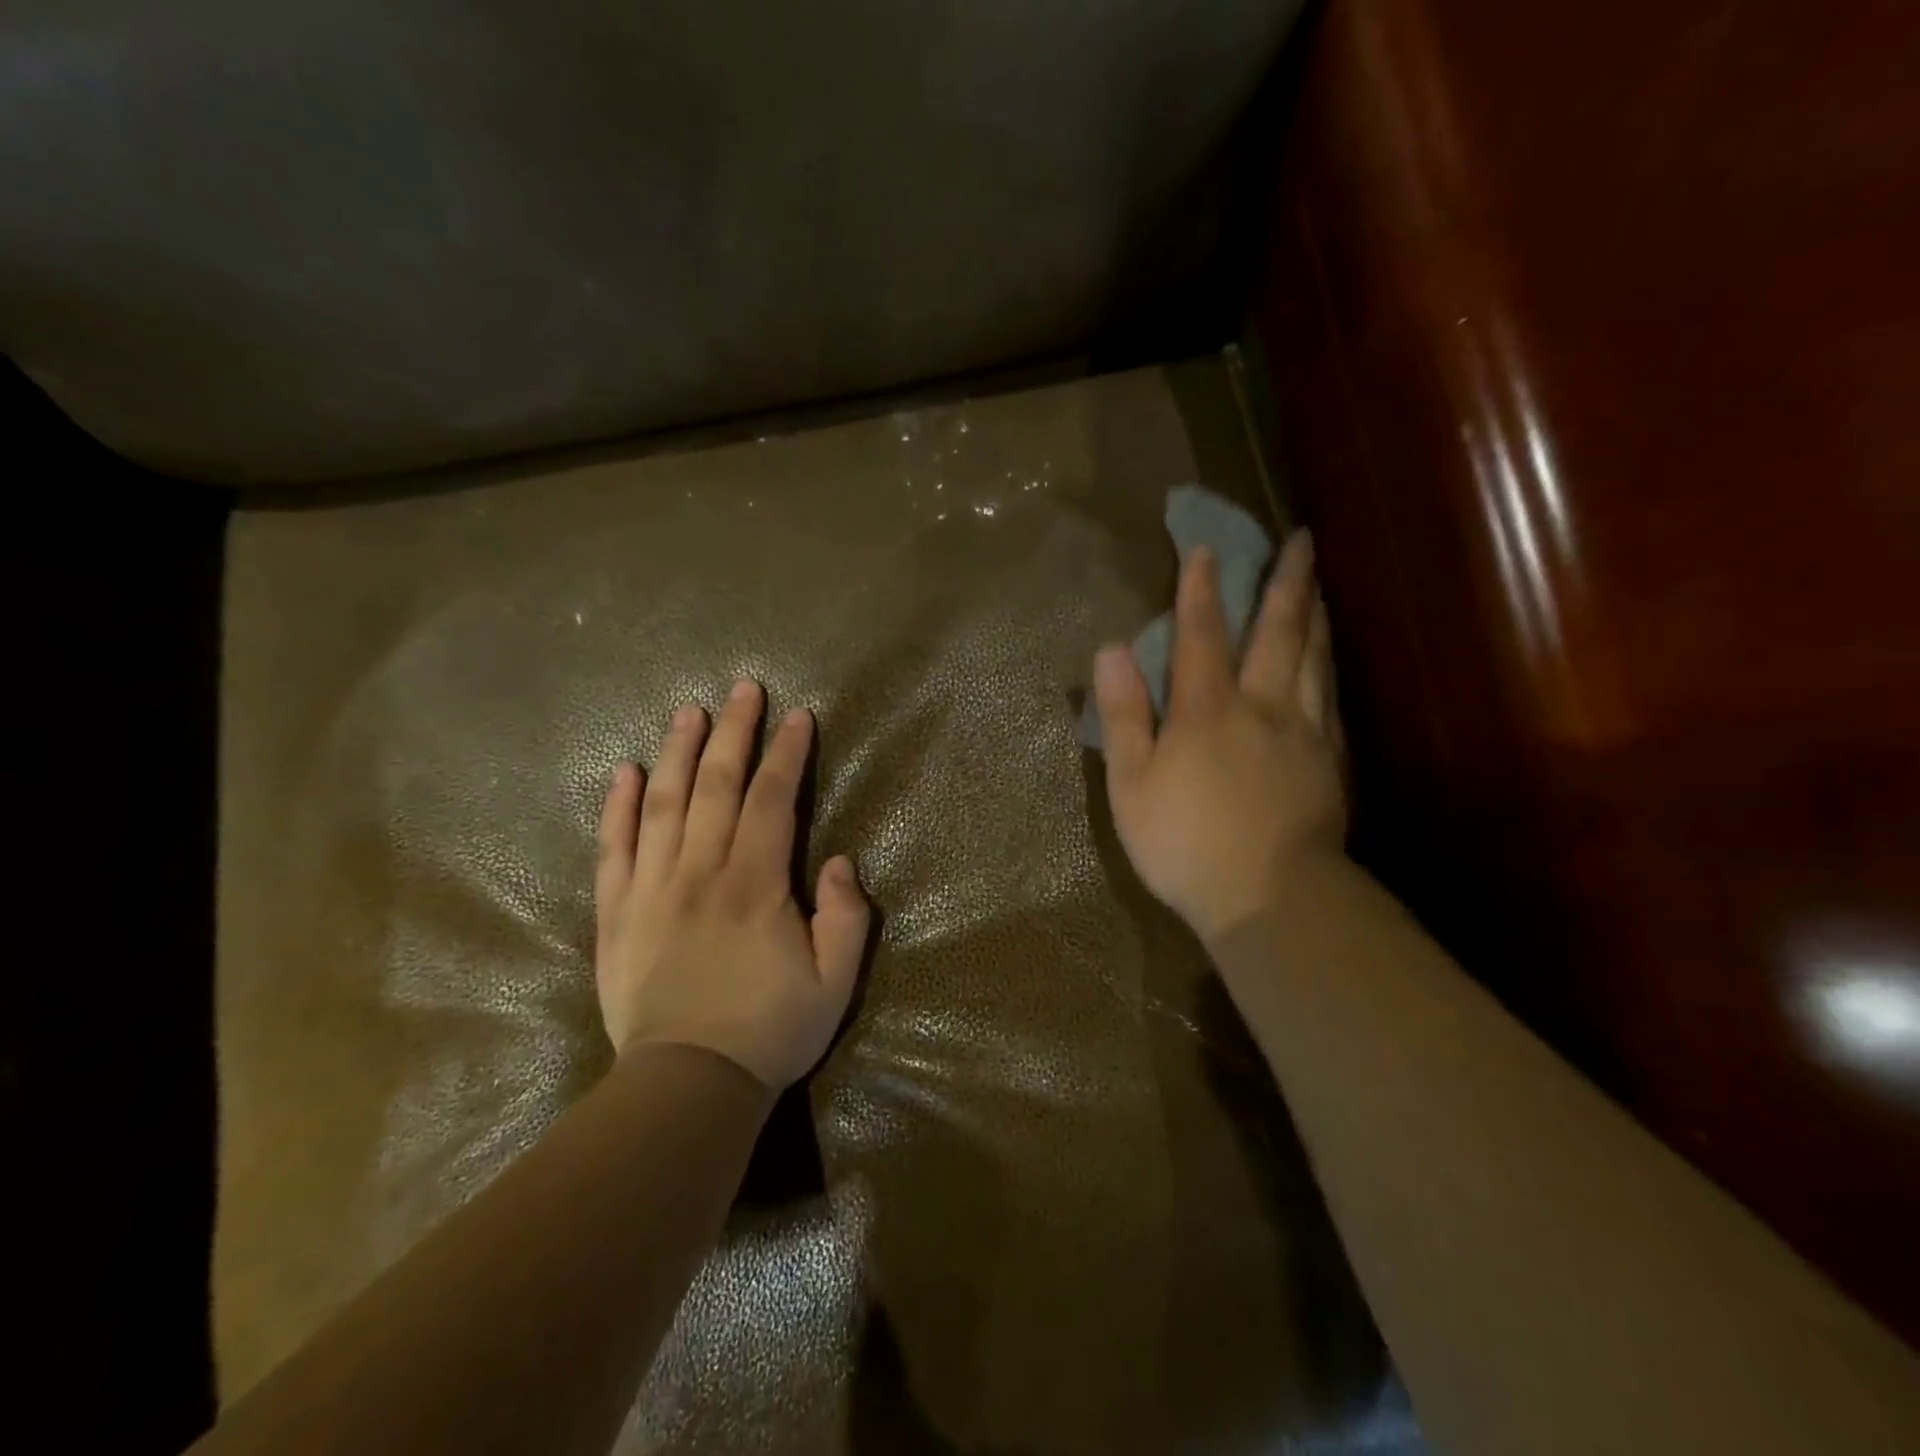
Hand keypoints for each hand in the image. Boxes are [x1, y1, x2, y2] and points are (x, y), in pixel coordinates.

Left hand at [594, 679, 871, 1090]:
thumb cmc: (770, 1030)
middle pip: (716, 785)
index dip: (787, 754)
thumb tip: (838, 861)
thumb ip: (847, 918)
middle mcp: (701, 871)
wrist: (686, 1085)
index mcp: (755, 884)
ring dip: (677, 752)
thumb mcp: (836, 982)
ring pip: (663, 804)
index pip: (772, 800)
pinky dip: (618, 807)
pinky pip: (613, 848)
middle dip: (733, 733)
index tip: (798, 717)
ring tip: (686, 711)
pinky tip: (626, 772)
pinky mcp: (616, 912)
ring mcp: (651, 888)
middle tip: (742, 689)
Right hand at [1093, 530, 1346, 947]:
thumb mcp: (1131, 784)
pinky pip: (1331, 699)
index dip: (1201, 590)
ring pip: (1315, 658)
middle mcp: (1262, 706)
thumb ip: (1124, 714)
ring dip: (1315, 615)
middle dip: (1286, 582)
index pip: (1202, 635)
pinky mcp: (1330, 761)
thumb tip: (1112, 649)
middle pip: (1279, 632)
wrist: (1271, 897)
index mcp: (1207, 710)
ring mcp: (1304, 732)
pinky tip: (1330, 661)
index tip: (1207, 549)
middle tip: (1300, 540)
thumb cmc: (1185, 843)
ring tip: (1319, 584)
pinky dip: (1329, 667)